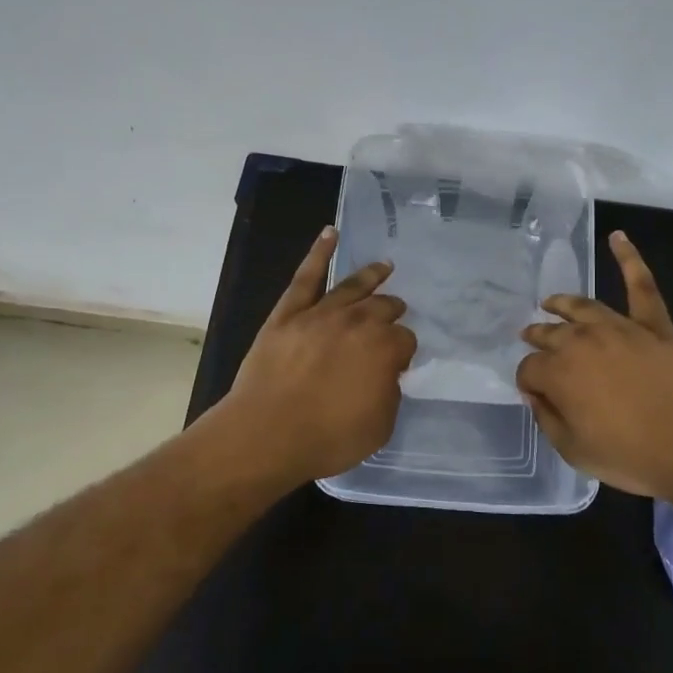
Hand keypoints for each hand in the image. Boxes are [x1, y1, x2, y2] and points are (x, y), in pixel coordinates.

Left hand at [225, 226, 416, 482]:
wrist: (268, 433)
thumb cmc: (328, 438)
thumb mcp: (379, 426)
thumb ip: (389, 393)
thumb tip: (385, 374)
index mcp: (385, 348)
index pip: (405, 340)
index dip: (403, 352)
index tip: (397, 364)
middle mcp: (358, 322)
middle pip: (383, 308)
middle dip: (392, 310)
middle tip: (396, 313)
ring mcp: (321, 313)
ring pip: (352, 286)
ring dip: (372, 276)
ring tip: (384, 267)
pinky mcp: (289, 312)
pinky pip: (307, 276)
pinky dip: (319, 252)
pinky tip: (330, 234)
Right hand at [517, 231, 672, 501]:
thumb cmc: (632, 457)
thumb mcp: (574, 450)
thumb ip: (547, 418)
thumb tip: (536, 393)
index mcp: (558, 372)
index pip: (529, 369)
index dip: (528, 382)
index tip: (534, 392)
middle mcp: (582, 340)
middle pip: (550, 333)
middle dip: (537, 337)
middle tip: (531, 339)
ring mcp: (620, 327)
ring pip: (582, 307)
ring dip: (562, 304)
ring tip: (551, 302)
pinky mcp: (655, 324)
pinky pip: (641, 285)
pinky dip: (629, 258)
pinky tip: (618, 237)